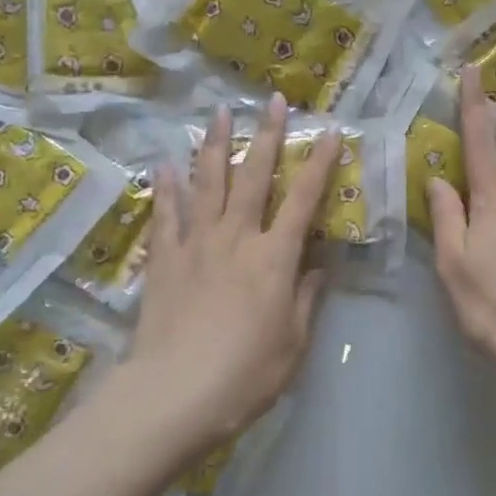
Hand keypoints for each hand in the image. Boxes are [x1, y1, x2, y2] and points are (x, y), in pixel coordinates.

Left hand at [128, 96, 336, 451]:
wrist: (175, 395)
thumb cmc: (246, 375)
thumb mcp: (293, 344)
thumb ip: (306, 299)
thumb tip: (318, 267)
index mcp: (274, 258)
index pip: (303, 200)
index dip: (320, 163)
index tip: (331, 131)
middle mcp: (236, 238)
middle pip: (253, 176)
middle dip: (267, 136)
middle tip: (273, 101)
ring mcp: (196, 245)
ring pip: (208, 183)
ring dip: (214, 144)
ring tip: (218, 112)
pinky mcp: (164, 260)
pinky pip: (165, 215)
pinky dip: (166, 188)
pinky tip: (165, 164)